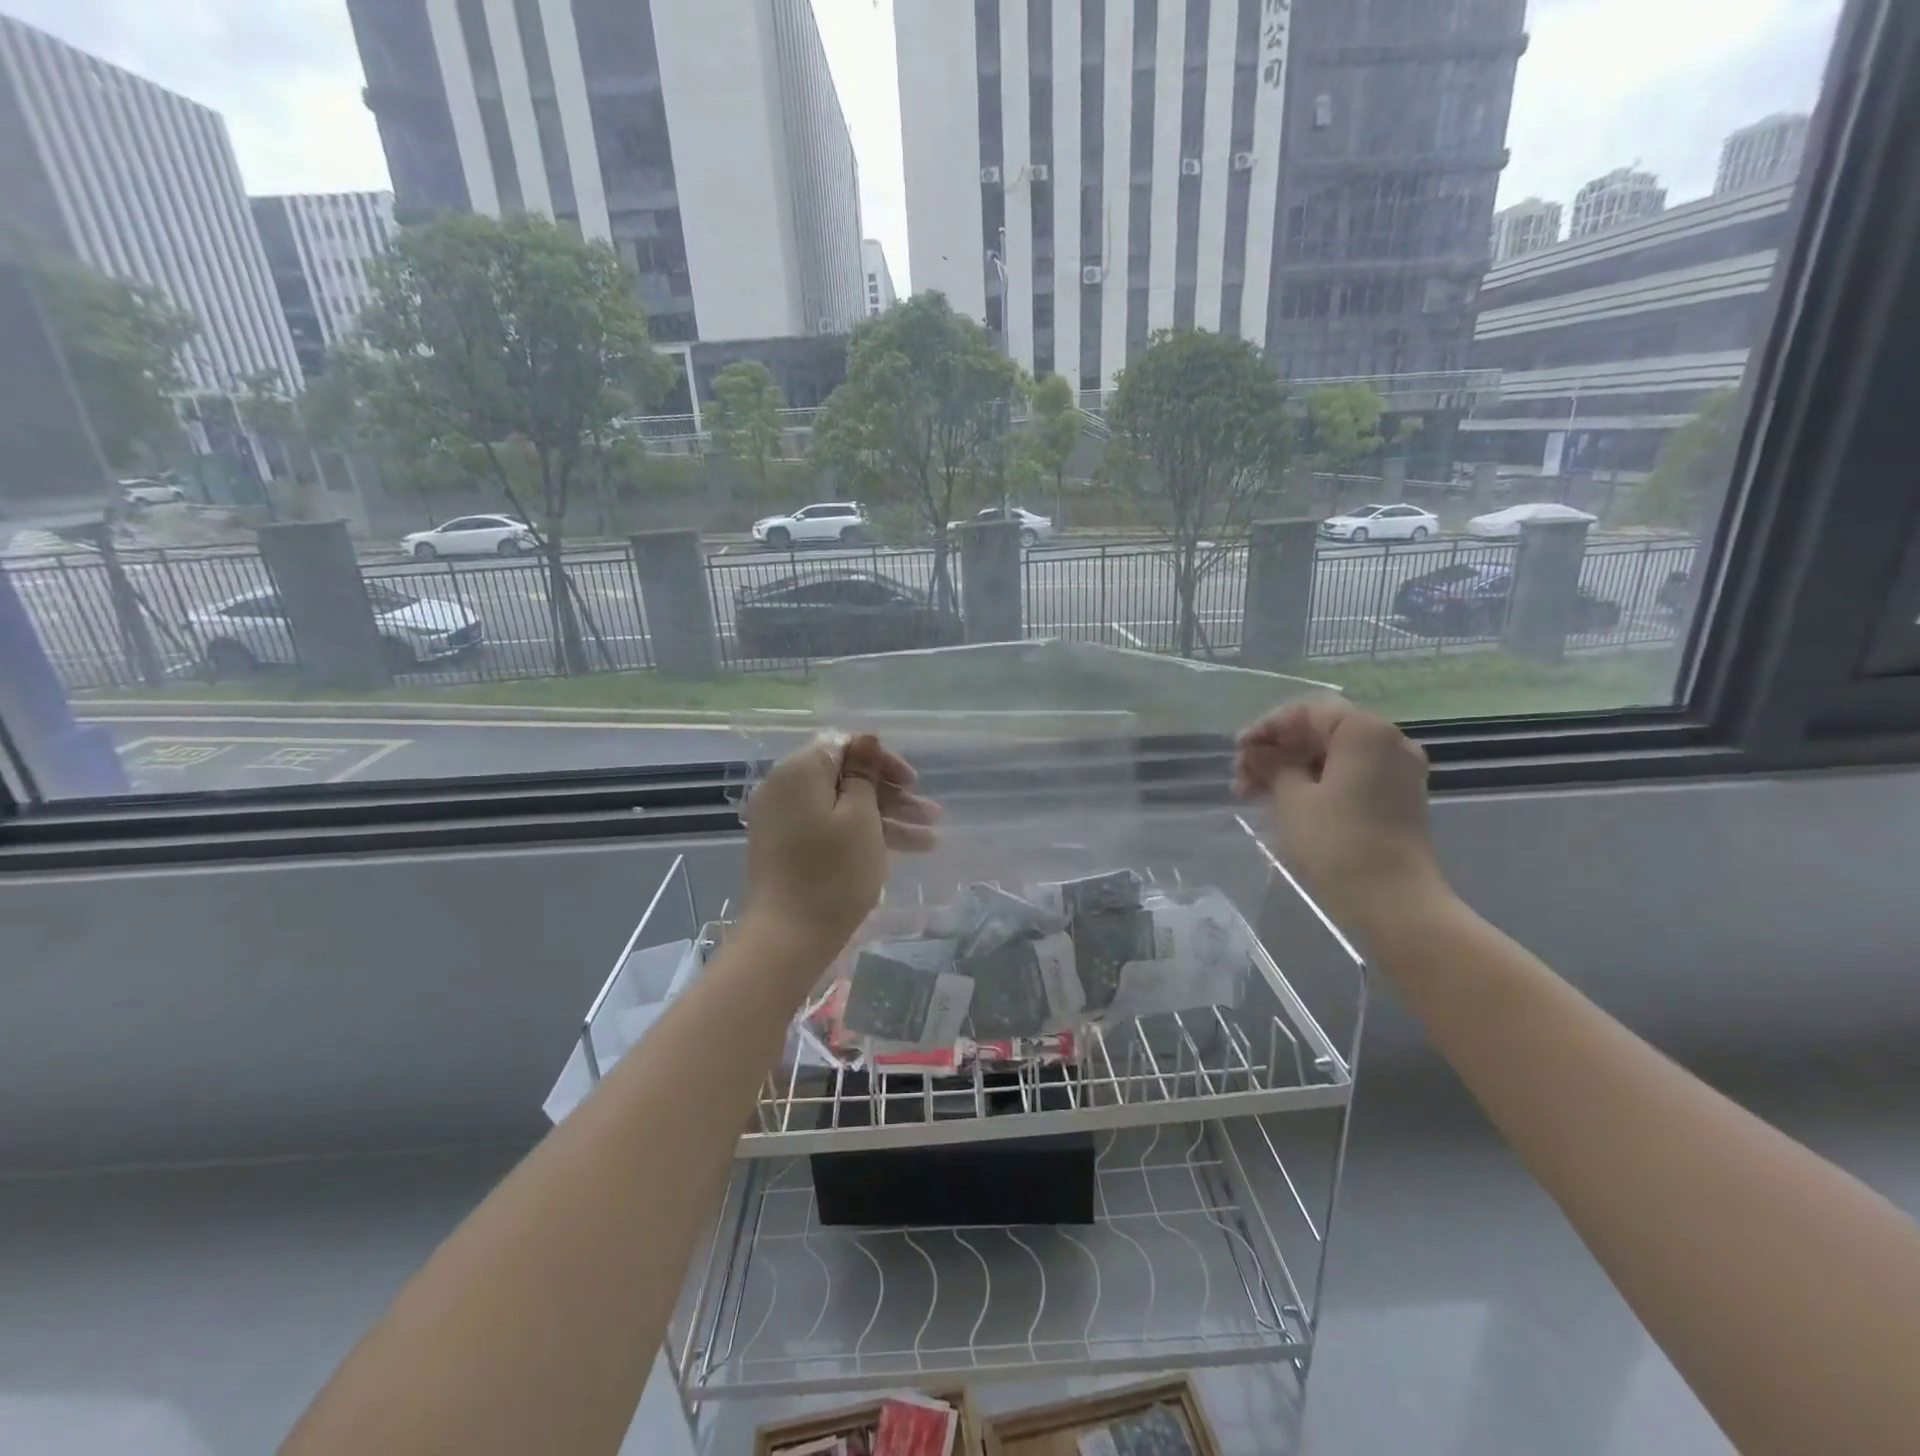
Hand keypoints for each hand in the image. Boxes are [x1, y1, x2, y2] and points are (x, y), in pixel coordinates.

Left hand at [743, 733, 939, 953]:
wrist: (786, 938)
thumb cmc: (832, 872)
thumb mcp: (861, 817)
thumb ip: (865, 773)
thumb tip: (866, 739)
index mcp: (799, 770)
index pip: (846, 745)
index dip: (883, 760)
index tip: (913, 782)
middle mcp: (785, 787)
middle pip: (845, 777)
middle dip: (891, 794)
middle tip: (931, 815)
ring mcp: (783, 819)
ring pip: (842, 806)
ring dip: (886, 818)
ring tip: (930, 841)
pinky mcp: (786, 847)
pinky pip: (828, 827)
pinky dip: (861, 835)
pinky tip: (901, 851)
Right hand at [1235, 698, 1446, 933]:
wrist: (1394, 902)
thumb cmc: (1337, 842)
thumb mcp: (1291, 799)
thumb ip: (1271, 765)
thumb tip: (1256, 751)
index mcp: (1365, 731)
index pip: (1307, 712)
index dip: (1266, 727)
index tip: (1237, 750)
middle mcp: (1389, 742)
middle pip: (1321, 731)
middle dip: (1277, 750)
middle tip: (1241, 777)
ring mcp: (1397, 772)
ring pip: (1333, 756)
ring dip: (1292, 768)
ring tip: (1255, 794)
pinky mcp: (1397, 799)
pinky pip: (1350, 776)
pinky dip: (1316, 782)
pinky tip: (1286, 803)